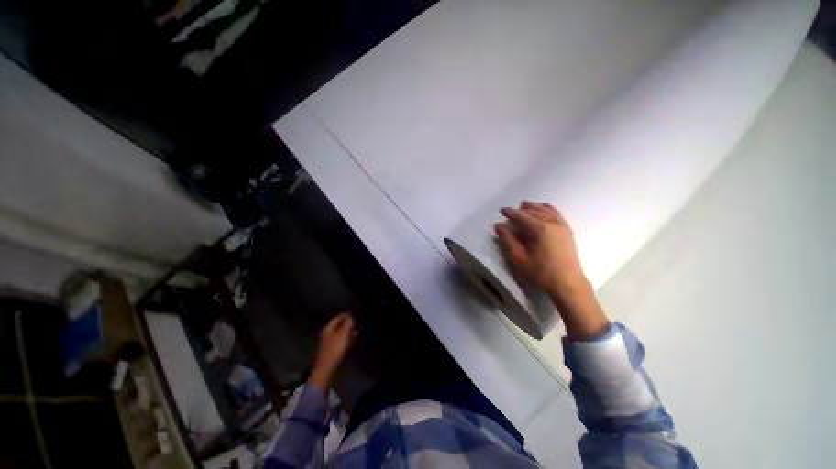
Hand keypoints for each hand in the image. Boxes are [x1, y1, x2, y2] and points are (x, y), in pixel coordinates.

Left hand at [308, 312, 356, 391]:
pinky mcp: (332, 349)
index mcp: (328, 328)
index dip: (347, 315)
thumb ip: (348, 324)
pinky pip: (341, 340)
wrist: (326, 369)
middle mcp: (328, 333)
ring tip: (357, 330)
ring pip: (341, 333)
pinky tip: (353, 340)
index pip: (338, 317)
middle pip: (339, 324)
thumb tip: (351, 316)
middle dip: (348, 323)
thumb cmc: (335, 350)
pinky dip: (347, 339)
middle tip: (357, 322)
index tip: (355, 314)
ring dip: (348, 331)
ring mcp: (329, 341)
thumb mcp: (343, 335)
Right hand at [494, 201, 586, 296]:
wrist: (568, 284)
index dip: (510, 212)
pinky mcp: (567, 231)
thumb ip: (508, 240)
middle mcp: (552, 223)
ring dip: (534, 207)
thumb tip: (499, 225)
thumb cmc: (540, 272)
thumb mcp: (518, 258)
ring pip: (546, 210)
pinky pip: (556, 213)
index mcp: (539, 229)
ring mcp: (562, 226)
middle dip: (521, 209)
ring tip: (524, 205)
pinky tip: (543, 209)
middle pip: (534, 210)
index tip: (501, 210)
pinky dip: (547, 208)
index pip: (521, 215)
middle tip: (510, 212)